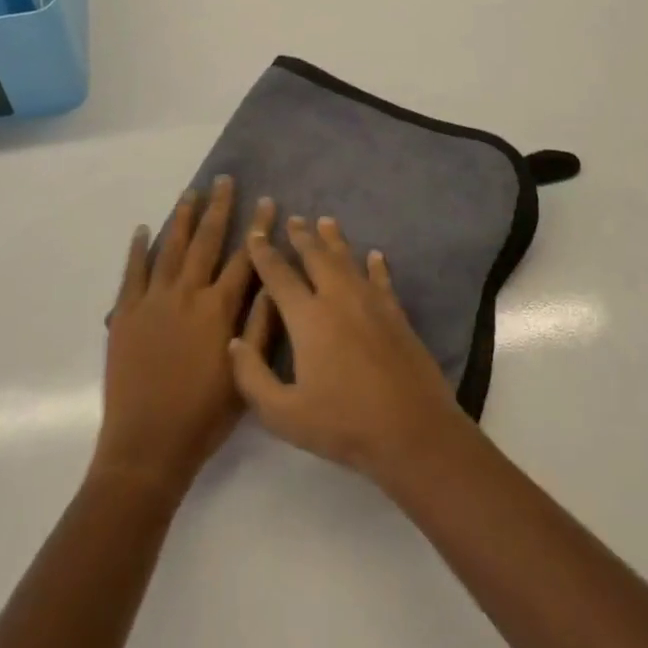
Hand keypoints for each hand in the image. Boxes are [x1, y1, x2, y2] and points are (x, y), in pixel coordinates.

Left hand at [94, 177, 274, 495]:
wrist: (146, 447)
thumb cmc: (203, 417)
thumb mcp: (244, 377)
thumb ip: (259, 328)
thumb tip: (271, 284)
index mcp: (218, 309)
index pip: (245, 258)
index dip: (258, 228)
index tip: (268, 202)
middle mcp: (187, 294)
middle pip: (207, 241)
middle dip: (219, 208)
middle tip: (224, 180)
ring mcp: (153, 300)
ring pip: (171, 247)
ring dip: (182, 218)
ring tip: (191, 192)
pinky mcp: (125, 313)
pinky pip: (133, 272)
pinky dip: (138, 248)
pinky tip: (144, 229)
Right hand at [229, 215, 469, 486]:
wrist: (411, 429)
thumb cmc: (343, 424)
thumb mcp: (284, 415)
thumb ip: (253, 377)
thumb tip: (235, 341)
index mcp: (308, 318)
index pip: (279, 275)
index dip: (264, 253)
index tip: (256, 233)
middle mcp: (337, 297)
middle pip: (316, 256)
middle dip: (302, 236)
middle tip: (293, 218)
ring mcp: (370, 301)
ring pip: (347, 259)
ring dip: (334, 239)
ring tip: (326, 221)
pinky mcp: (395, 312)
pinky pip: (381, 278)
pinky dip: (376, 264)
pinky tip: (375, 255)